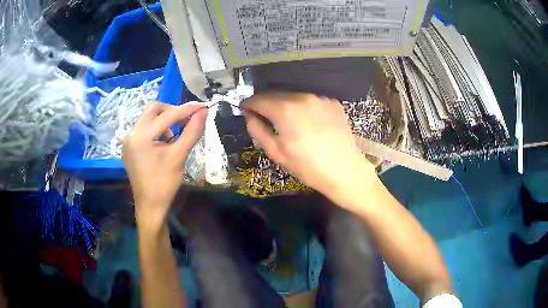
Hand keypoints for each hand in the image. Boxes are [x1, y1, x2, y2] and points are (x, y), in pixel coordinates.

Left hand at [122, 102, 206, 228]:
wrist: (150, 206)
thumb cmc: (164, 184)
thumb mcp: (179, 156)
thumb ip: (192, 131)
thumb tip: (204, 111)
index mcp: (142, 136)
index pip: (168, 115)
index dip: (187, 109)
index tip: (203, 106)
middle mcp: (131, 134)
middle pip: (154, 109)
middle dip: (172, 111)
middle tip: (187, 121)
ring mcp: (128, 140)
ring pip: (148, 118)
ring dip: (164, 121)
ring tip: (174, 137)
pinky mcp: (129, 147)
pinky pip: (144, 129)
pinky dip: (156, 130)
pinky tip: (164, 144)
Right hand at [243, 93, 376, 198]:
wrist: (345, 170)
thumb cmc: (308, 166)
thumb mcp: (277, 152)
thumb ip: (258, 130)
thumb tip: (249, 116)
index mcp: (285, 110)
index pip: (259, 100)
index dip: (249, 104)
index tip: (245, 109)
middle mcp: (302, 97)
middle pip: (276, 95)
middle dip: (266, 104)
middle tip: (262, 115)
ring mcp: (319, 99)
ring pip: (294, 97)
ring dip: (285, 105)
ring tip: (287, 121)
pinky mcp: (333, 103)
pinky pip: (311, 102)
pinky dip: (304, 108)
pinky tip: (308, 123)